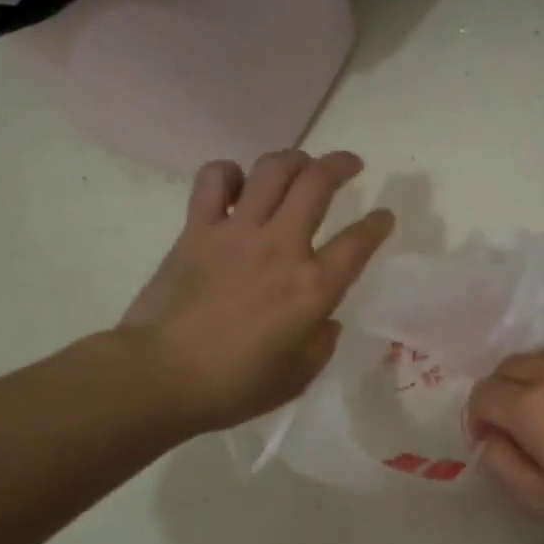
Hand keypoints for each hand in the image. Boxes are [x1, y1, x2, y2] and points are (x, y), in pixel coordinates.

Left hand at [119, 150, 393, 435]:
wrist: (159, 376)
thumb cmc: (233, 385)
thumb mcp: (296, 377)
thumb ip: (320, 344)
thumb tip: (323, 321)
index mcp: (313, 288)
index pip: (359, 242)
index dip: (378, 224)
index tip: (384, 216)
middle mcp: (282, 248)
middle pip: (318, 183)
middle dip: (341, 165)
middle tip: (350, 164)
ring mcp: (237, 233)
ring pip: (272, 170)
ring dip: (293, 158)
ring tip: (301, 164)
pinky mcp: (198, 229)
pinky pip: (214, 180)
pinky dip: (229, 173)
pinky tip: (237, 184)